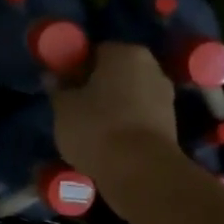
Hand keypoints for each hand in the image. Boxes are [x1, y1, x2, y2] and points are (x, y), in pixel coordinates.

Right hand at [50, 41, 178, 189]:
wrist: (140, 171)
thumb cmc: (97, 127)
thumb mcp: (63, 106)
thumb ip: (58, 88)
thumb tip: (52, 77)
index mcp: (125, 53)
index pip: (95, 52)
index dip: (75, 68)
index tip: (63, 87)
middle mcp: (151, 67)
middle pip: (115, 73)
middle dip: (96, 86)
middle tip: (73, 107)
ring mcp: (165, 97)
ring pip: (128, 96)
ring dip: (111, 107)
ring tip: (88, 129)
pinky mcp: (170, 125)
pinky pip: (138, 117)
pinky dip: (124, 125)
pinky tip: (107, 142)